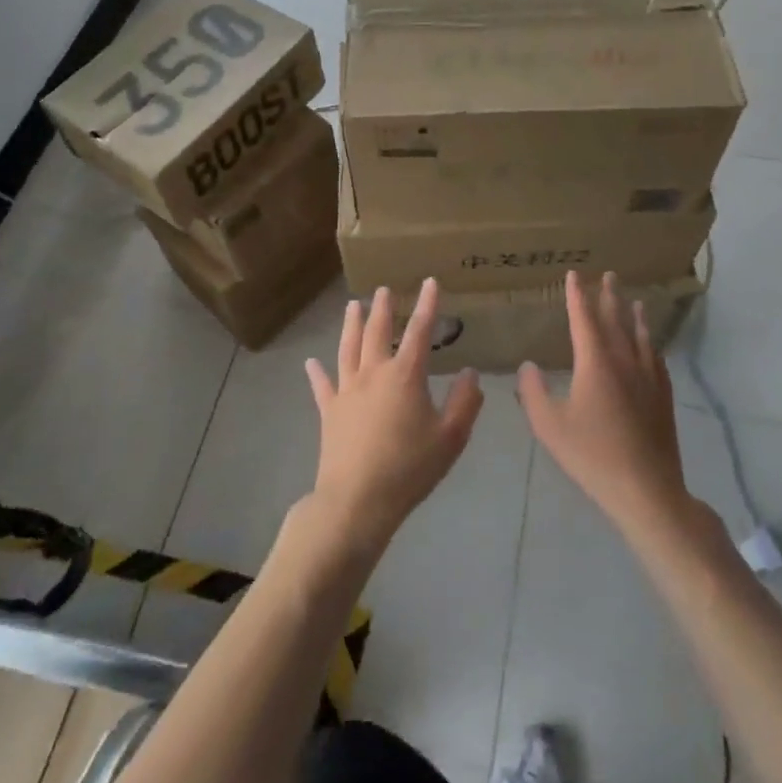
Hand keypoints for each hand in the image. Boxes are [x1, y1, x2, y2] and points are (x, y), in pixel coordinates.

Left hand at [305, 280, 483, 554]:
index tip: (430, 282)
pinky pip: (322, 386)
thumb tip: (470, 373)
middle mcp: (373, 373)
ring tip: (352, 306)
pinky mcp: (329, 412)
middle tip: (383, 289)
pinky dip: (316, 373)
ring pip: (348, 349)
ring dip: (351, 325)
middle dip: (383, 308)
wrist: (357, 500)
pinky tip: (311, 362)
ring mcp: (347, 391)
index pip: (420, 331)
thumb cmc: (409, 468)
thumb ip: (465, 402)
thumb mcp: (451, 437)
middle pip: (377, 332)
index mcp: (405, 375)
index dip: (427, 305)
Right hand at [518, 272, 694, 535]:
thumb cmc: (592, 455)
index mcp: (595, 362)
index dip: (577, 295)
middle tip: (608, 275)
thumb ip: (533, 393)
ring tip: (633, 300)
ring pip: (640, 336)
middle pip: (616, 320)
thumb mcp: (549, 426)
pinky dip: (650, 342)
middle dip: (608, 296)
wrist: (646, 488)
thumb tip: (528, 366)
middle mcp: (624, 361)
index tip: (574, 275)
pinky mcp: (663, 395)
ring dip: (634, 315)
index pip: (584, 318)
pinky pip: (655, 357)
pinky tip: (650, 345)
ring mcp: (648, 377)